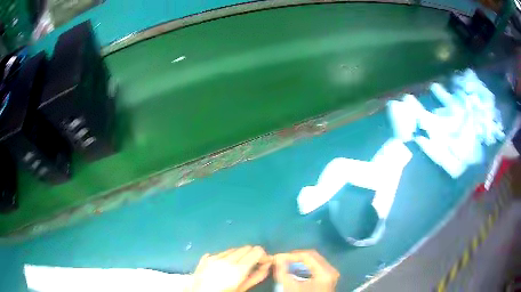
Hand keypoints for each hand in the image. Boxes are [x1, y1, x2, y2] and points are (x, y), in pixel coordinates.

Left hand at [189, 246, 271, 291]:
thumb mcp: (241, 289)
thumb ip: (256, 277)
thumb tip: (267, 266)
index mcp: (238, 269)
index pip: (256, 251)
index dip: (263, 255)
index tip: (265, 262)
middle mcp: (226, 259)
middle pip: (246, 248)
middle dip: (252, 254)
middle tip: (254, 265)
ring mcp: (214, 257)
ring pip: (233, 249)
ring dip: (240, 255)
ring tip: (238, 266)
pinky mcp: (206, 258)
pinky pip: (221, 252)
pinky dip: (227, 256)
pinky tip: (225, 265)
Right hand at [274, 250, 338, 291]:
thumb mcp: (290, 287)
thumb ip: (282, 272)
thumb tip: (277, 257)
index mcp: (325, 272)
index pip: (307, 256)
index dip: (290, 255)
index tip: (276, 258)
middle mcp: (331, 270)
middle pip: (312, 256)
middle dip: (294, 257)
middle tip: (280, 260)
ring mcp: (331, 274)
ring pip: (314, 261)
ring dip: (299, 262)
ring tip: (285, 265)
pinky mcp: (327, 278)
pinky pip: (316, 267)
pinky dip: (304, 267)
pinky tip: (294, 271)